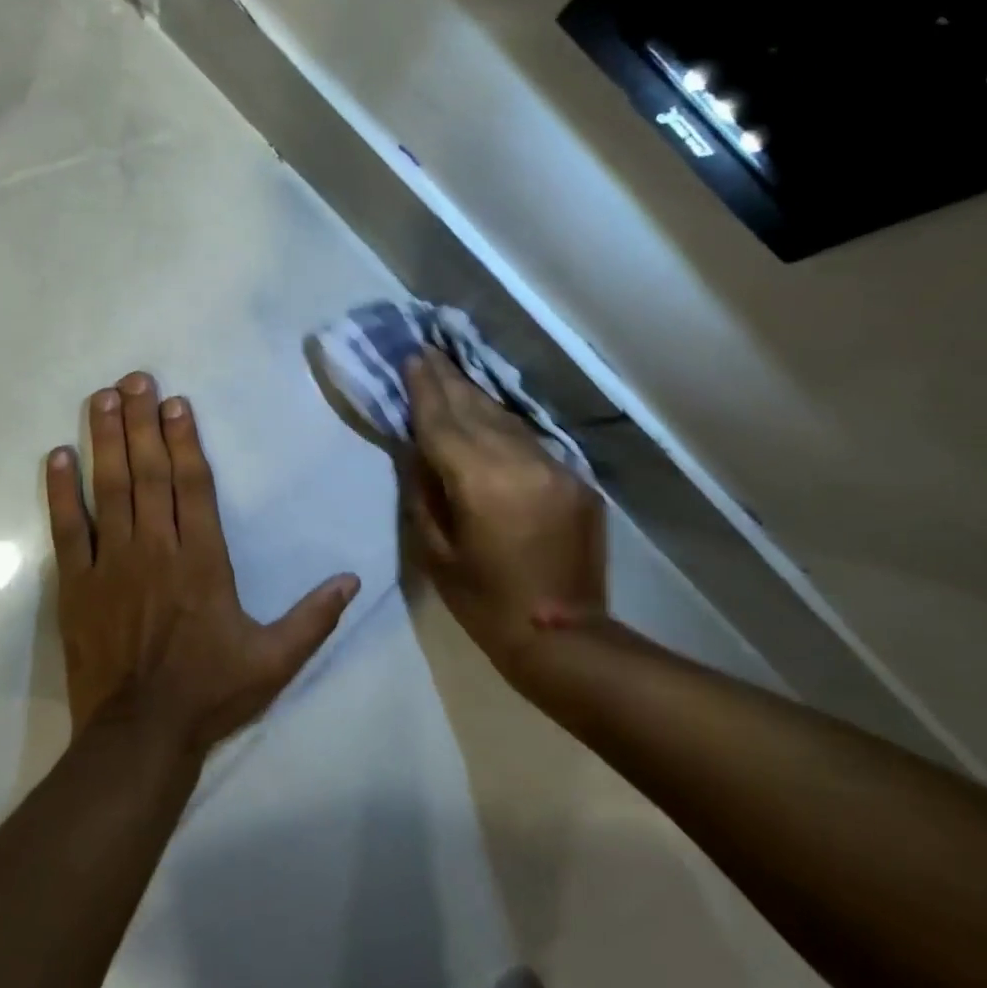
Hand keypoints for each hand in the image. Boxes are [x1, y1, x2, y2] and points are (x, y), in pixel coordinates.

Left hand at [46, 371, 361, 754]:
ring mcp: (110, 564)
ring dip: (106, 440)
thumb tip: (354, 578)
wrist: (140, 736)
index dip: (184, 439)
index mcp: (203, 561)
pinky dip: (61, 491)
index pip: (193, 485)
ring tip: (102, 398)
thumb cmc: (211, 692)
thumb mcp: (275, 660)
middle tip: (134, 379)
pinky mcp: (76, 585)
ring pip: (109, 489)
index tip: (176, 402)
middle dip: (142, 422)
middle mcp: (156, 549)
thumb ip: (314, 616)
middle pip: (148, 473)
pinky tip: (58, 455)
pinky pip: (66, 529)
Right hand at [402, 351, 605, 674]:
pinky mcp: (575, 479)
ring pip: (507, 420)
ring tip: (452, 374)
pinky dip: (504, 427)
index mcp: (481, 482)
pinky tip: (489, 417)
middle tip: (427, 351)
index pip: (443, 422)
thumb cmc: (484, 602)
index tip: (411, 357)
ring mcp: (555, 468)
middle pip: (476, 410)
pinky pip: (531, 442)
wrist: (563, 636)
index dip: (424, 389)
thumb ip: (423, 491)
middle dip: (449, 380)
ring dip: (476, 397)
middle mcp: (521, 463)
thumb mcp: (435, 552)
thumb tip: (416, 447)